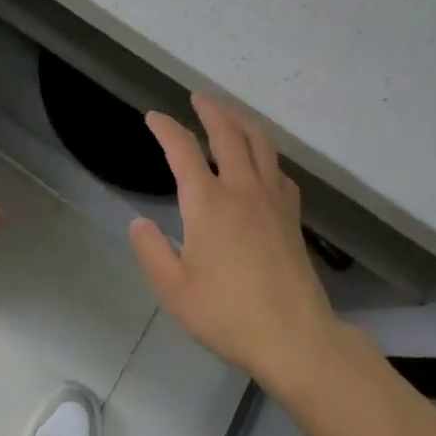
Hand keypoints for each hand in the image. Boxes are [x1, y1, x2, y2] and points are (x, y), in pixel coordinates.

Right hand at [130, 94, 343, 392]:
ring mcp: (272, 200)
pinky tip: (261, 162)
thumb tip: (139, 223)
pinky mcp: (292, 216)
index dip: (166, 128)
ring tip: (229, 113)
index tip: (154, 117)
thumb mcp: (174, 290)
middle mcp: (242, 189)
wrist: (296, 338)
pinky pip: (278, 170)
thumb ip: (151, 251)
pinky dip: (265, 154)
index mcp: (209, 202)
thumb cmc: (228, 314)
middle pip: (228, 133)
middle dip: (211, 109)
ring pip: (259, 143)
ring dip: (241, 121)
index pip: (183, 150)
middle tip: (198, 96)